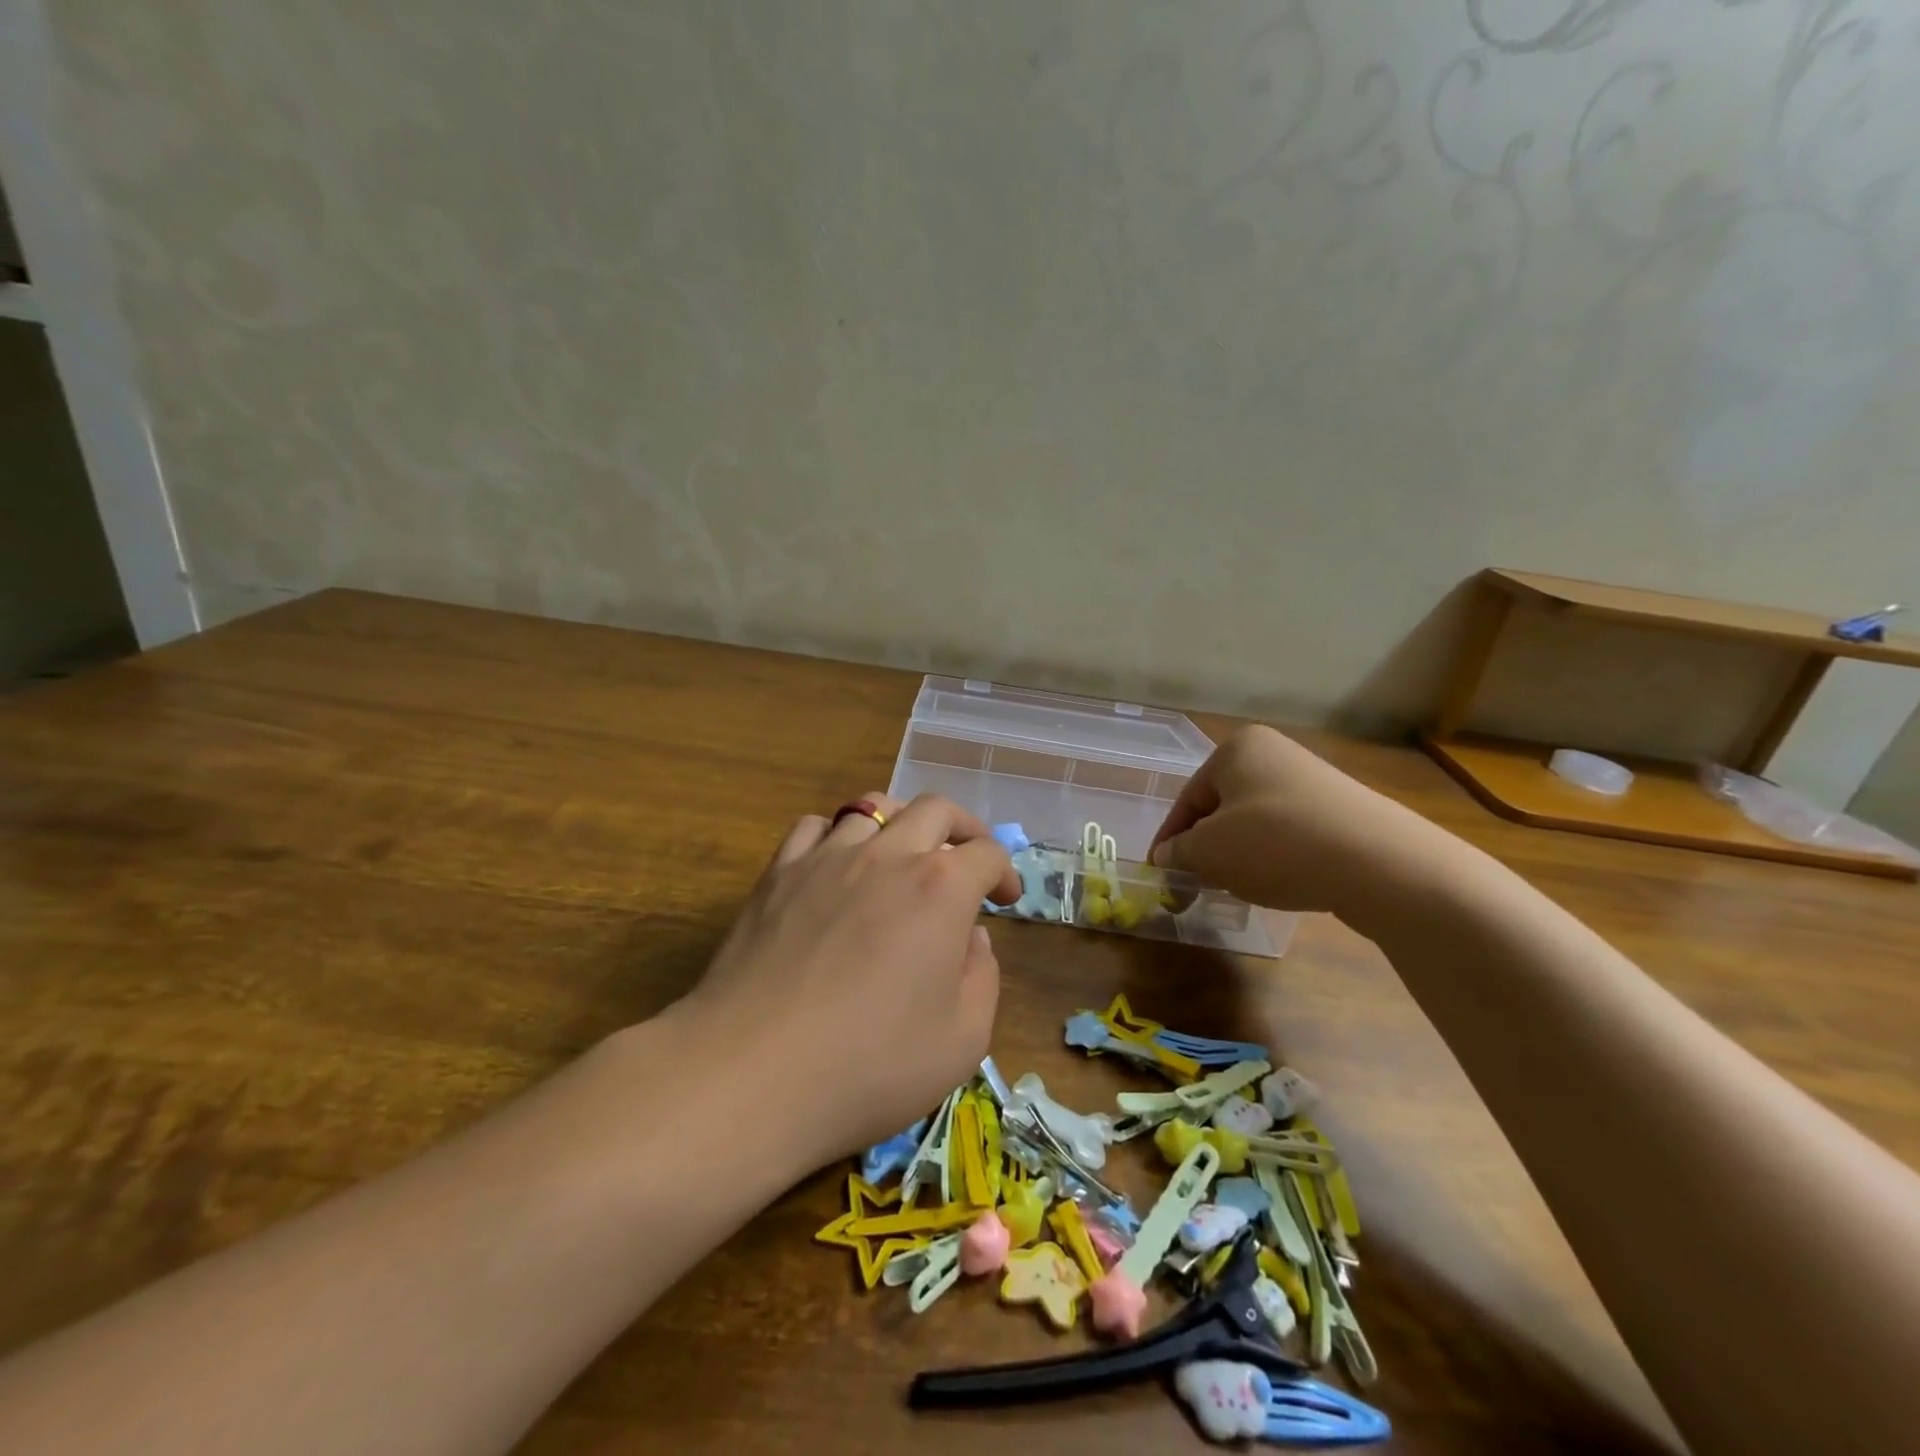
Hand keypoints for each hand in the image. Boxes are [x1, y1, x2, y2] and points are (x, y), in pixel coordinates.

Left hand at [677, 793, 1019, 1167]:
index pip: (987, 853)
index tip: (1004, 899)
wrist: (752, 1073)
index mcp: (941, 888)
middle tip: (967, 860)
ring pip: (872, 807)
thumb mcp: (962, 1041)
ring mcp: (827, 858)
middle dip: (964, 828)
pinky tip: (838, 865)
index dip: (1004, 871)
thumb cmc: (869, 1065)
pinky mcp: (778, 873)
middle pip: (936, 810)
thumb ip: (982, 978)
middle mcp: (888, 855)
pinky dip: (837, 835)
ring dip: (901, 823)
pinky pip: (814, 827)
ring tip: (903, 853)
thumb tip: (971, 939)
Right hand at [1148, 725, 1453, 923]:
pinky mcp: (1341, 812)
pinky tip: (1280, 883)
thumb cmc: (1276, 844)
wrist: (1381, 864)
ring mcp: (1312, 782)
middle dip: (1206, 847)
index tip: (1160, 872)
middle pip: (1222, 808)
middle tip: (1196, 883)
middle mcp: (1275, 755)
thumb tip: (1167, 856)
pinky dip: (1275, 858)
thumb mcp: (1209, 851)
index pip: (1188, 799)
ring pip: (1255, 823)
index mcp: (1237, 749)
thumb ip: (1178, 852)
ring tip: (1238, 887)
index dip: (1169, 839)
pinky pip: (1289, 834)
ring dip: (1238, 855)